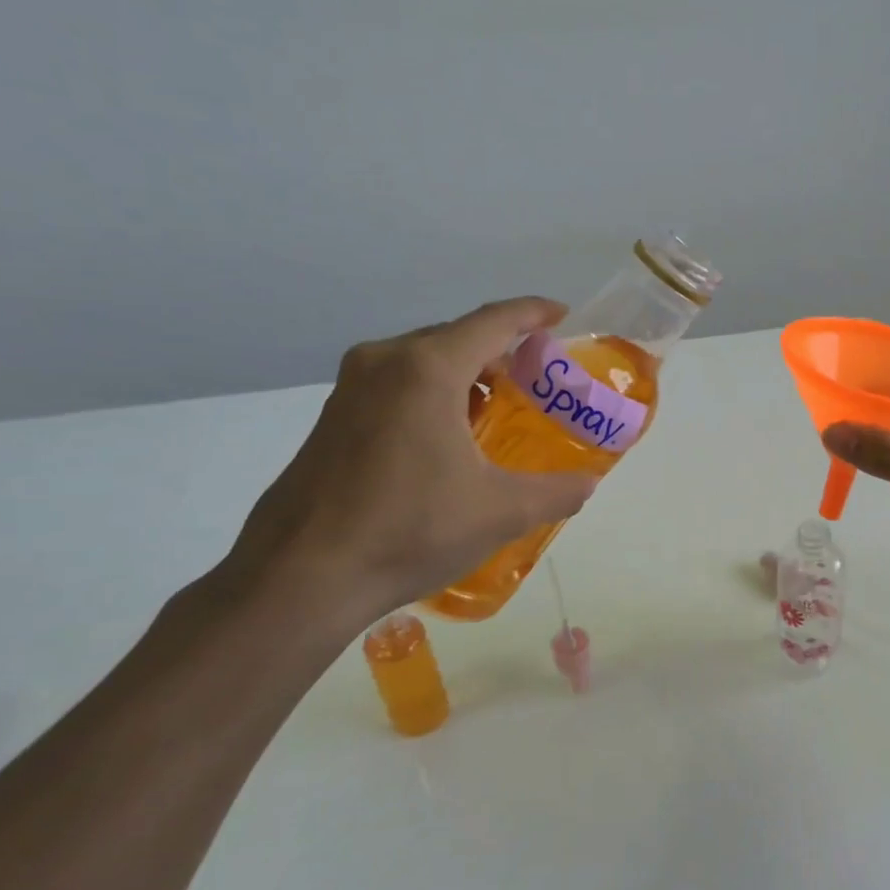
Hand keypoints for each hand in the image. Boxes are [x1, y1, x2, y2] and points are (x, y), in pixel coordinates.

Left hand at [221, 298, 596, 643]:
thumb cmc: (409, 529)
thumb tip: (588, 484)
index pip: (493, 321)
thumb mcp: (500, 512)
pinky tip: (447, 438)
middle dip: (501, 349)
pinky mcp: (331, 418)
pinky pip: (395, 384)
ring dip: (465, 374)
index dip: (533, 313)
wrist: (301, 577)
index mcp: (427, 369)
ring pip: (422, 361)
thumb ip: (556, 491)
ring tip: (496, 409)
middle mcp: (384, 363)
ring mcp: (350, 389)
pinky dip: (432, 393)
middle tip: (537, 378)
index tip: (562, 314)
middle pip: (456, 337)